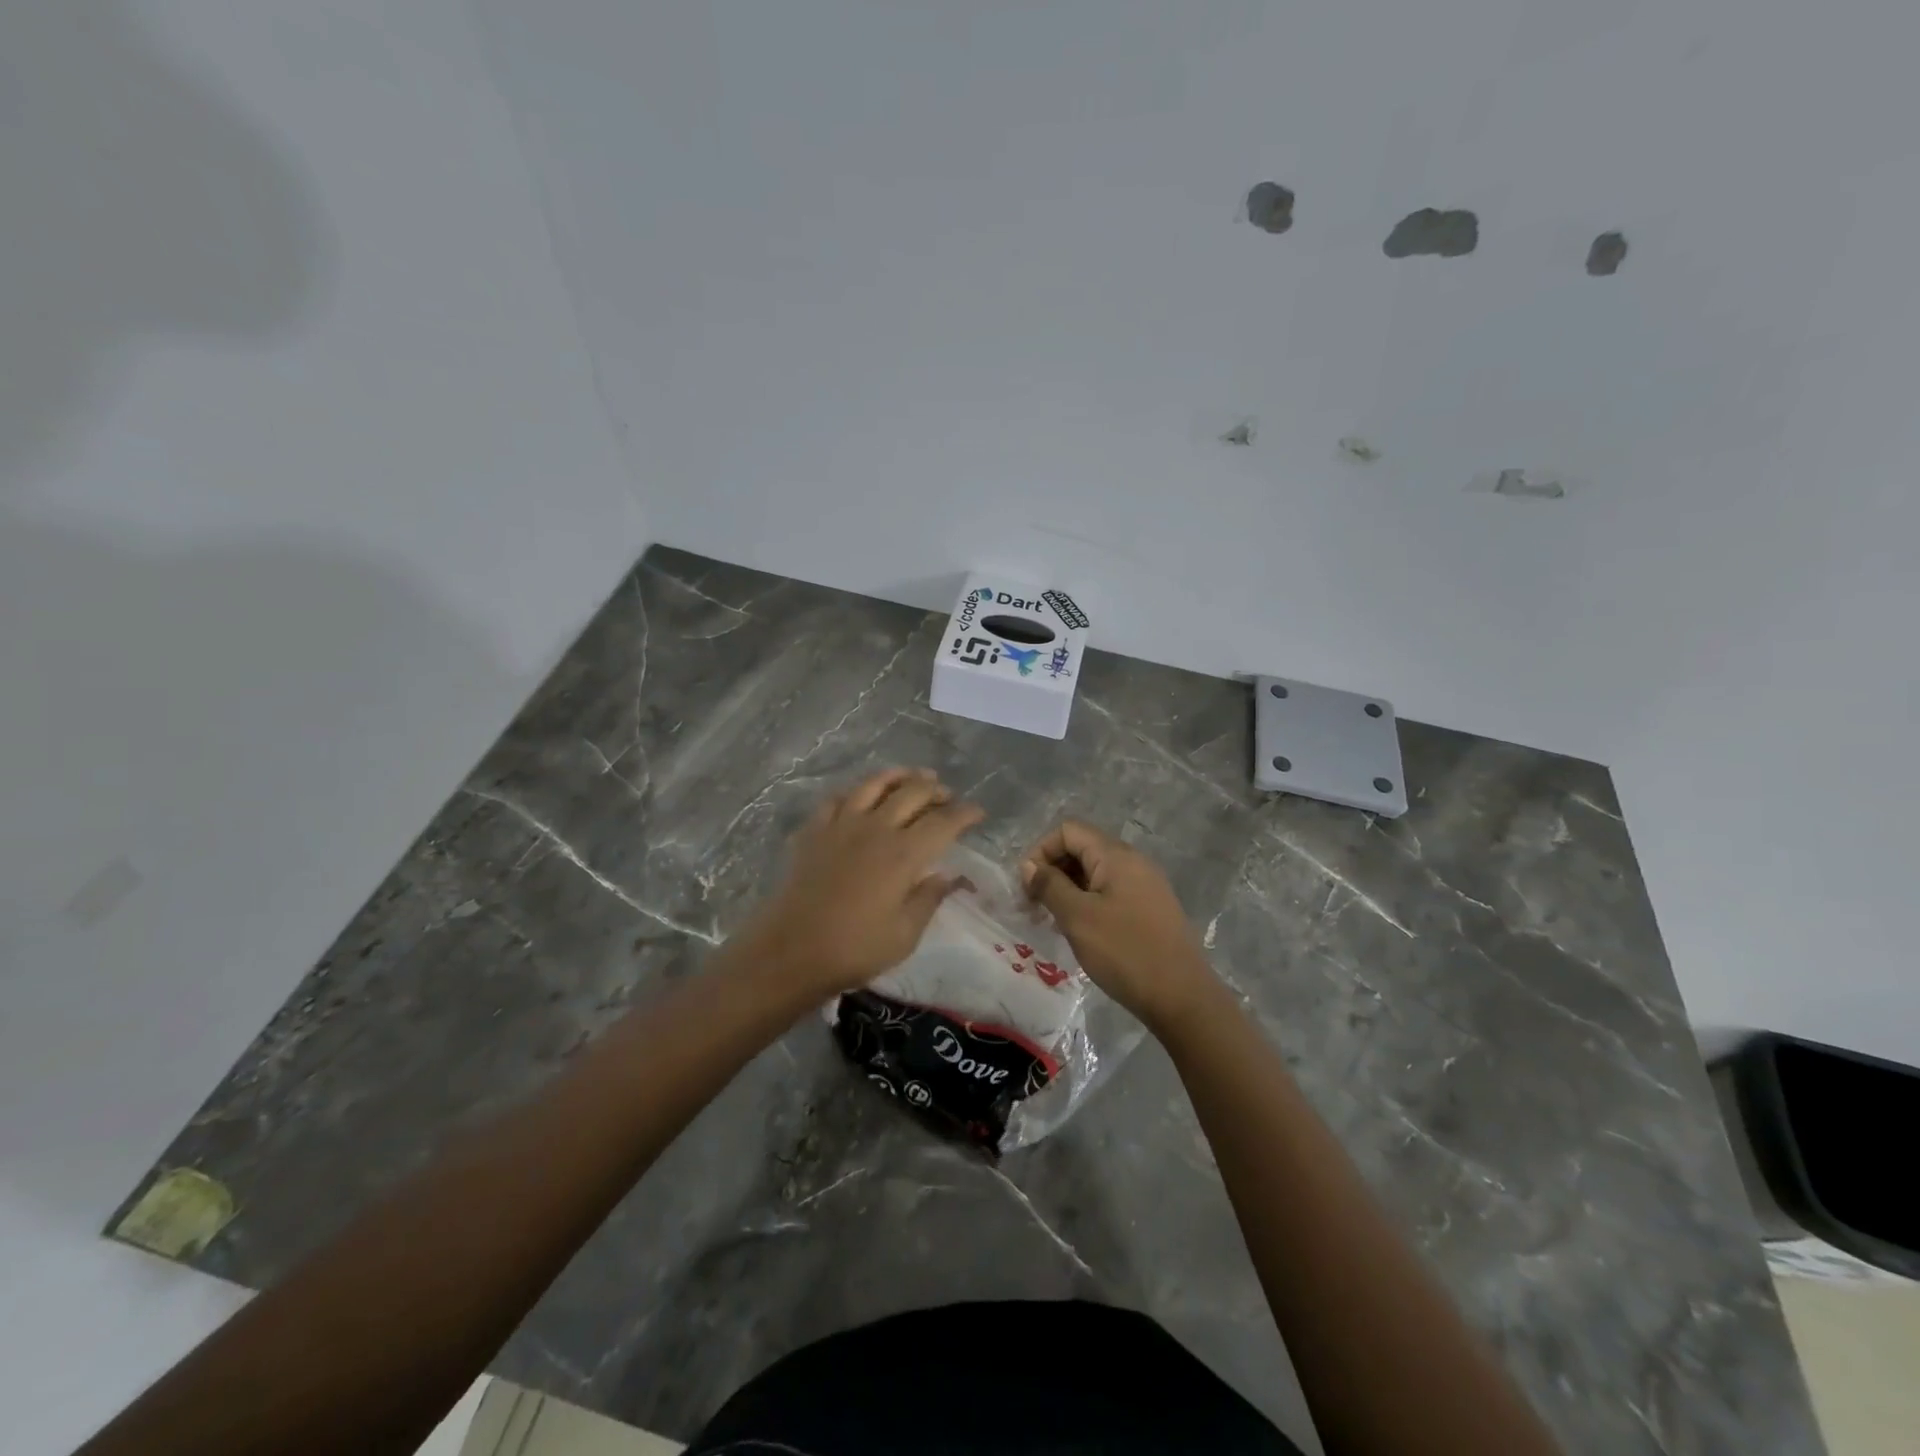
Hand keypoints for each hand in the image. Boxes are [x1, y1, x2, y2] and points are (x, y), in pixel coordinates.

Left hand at [742, 767, 984, 997]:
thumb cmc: (854, 949)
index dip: (965, 814)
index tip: (978, 812)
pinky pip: (838, 797)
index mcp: (904, 854)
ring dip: (899, 776)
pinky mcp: (814, 830)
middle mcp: (876, 828)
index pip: (944, 822)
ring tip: (913, 777)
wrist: (790, 951)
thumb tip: (950, 876)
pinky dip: (856, 791)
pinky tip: (861, 795)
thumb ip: (929, 898)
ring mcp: (841, 824)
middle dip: (936, 790)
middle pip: (913, 793)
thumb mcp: (905, 934)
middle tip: (947, 796)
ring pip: (875, 784)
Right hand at [1021, 820, 1221, 1033]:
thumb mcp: (1078, 917)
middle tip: (1034, 905)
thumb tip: (1030, 866)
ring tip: (1053, 920)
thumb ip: (1050, 885)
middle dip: (1053, 870)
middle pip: (1082, 848)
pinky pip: (1111, 891)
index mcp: (1116, 855)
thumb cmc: (1125, 952)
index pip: (1068, 830)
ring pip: (1095, 872)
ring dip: (1068, 889)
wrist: (1182, 997)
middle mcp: (1133, 861)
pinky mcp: (1150, 908)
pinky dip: (1088, 902)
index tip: (1027, 886)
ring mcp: (1145, 885)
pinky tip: (1080, 930)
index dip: (1041, 851)